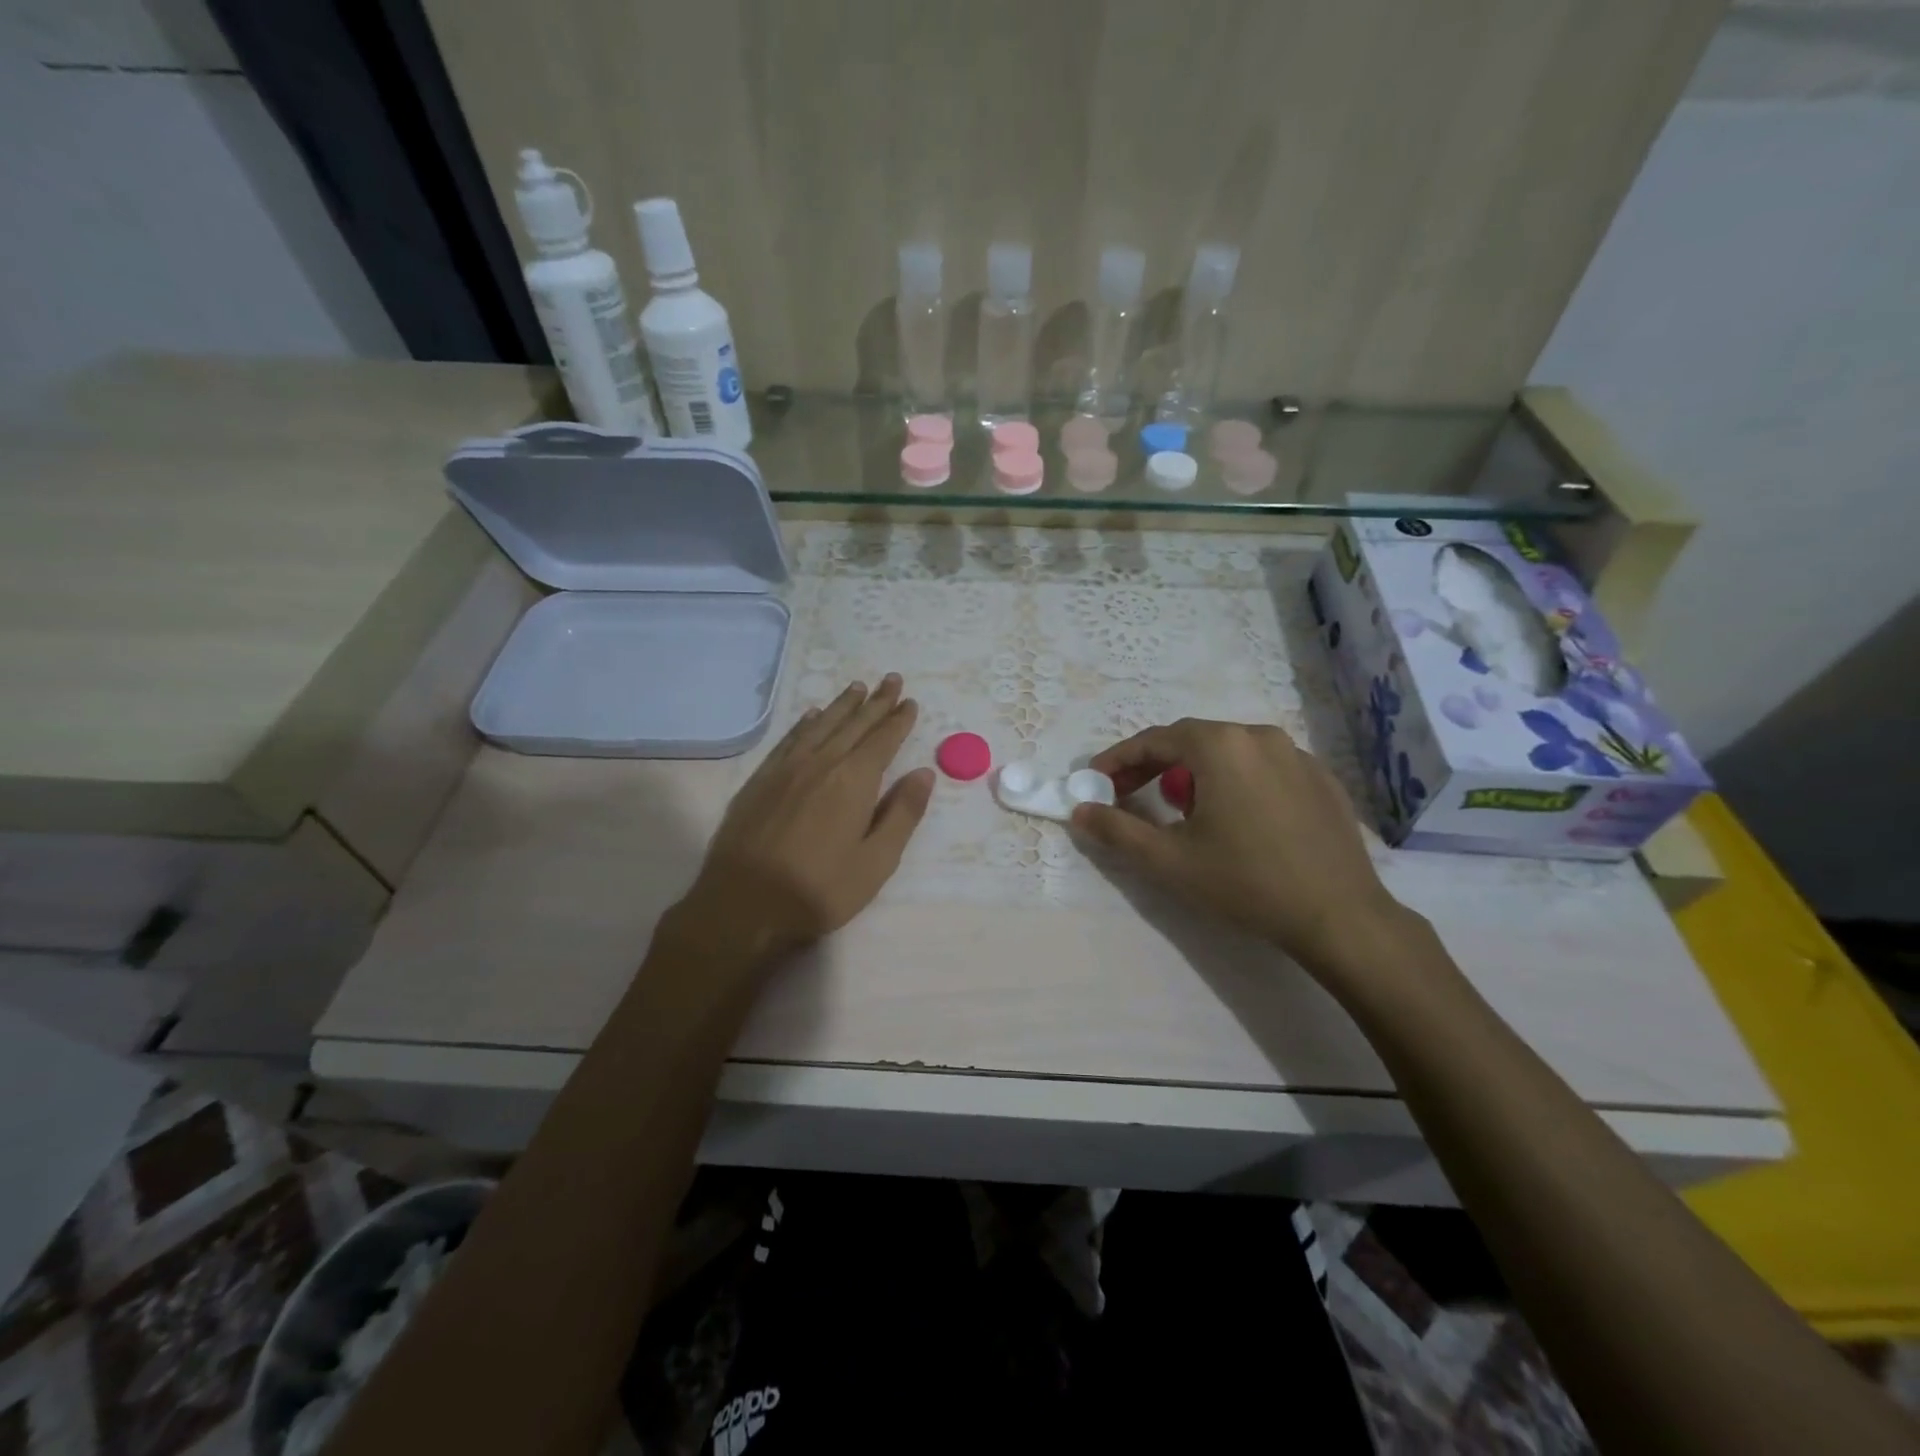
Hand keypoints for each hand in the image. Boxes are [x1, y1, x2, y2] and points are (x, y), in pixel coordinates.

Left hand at [662, 675, 933, 969]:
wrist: (742, 905)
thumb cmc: (819, 890)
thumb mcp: (876, 862)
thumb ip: (902, 814)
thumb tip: (924, 773)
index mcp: (854, 781)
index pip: (883, 740)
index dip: (899, 720)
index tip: (910, 702)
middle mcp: (821, 763)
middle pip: (854, 724)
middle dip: (876, 702)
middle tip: (892, 678)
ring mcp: (786, 769)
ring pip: (821, 725)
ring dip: (842, 705)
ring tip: (858, 687)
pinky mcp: (760, 780)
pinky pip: (789, 740)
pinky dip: (805, 723)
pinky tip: (811, 716)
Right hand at [1071, 718, 1413, 980]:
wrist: (1339, 916)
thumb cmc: (1245, 882)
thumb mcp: (1168, 861)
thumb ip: (1116, 830)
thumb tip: (1080, 811)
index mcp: (1221, 746)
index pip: (1154, 740)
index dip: (1118, 759)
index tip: (1095, 781)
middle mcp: (1259, 735)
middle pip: (1192, 741)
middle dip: (1153, 765)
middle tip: (1128, 794)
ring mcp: (1297, 755)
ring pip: (1229, 753)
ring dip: (1194, 773)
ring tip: (1182, 810)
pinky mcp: (1321, 779)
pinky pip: (1263, 768)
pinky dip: (1236, 782)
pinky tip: (1235, 818)